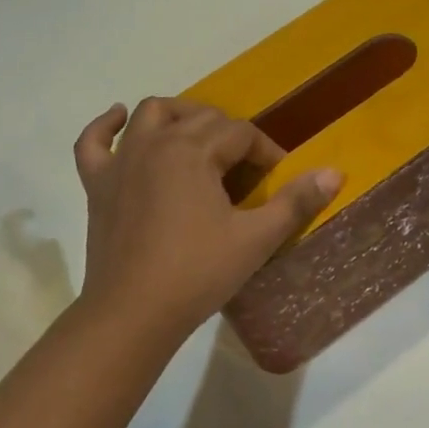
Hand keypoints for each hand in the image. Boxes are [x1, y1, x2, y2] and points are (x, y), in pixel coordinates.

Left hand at [73, 98, 341, 342]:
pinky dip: (106, 125)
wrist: (132, 314)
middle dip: (231, 134)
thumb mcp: (256, 239)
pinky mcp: (97, 184)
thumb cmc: (198, 273)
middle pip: (201, 117)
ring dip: (180, 115)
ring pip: (151, 114)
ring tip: (199, 135)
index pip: (241, 133)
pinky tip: (119, 118)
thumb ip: (296, 202)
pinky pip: (93, 142)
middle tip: (248, 168)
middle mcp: (155, 143)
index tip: (280, 178)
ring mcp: (121, 161)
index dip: (267, 151)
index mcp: (194, 151)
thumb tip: (335, 172)